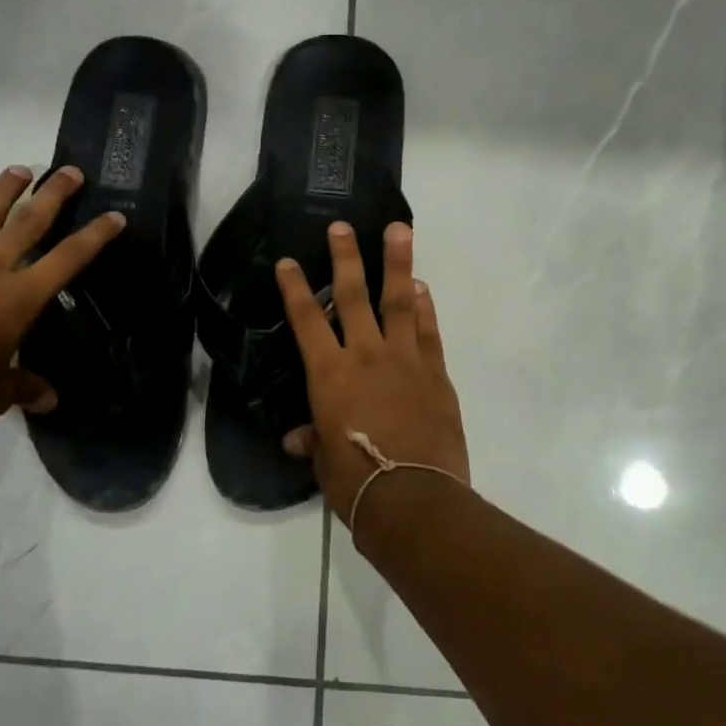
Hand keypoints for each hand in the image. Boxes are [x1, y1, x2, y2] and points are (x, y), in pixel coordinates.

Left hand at [0, 165, 123, 435]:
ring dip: (3, 191)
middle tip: (70, 171)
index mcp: (20, 298)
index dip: (96, 235)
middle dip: (54, 193)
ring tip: (18, 170)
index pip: (69, 258)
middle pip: (29, 221)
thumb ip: (23, 387)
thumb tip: (49, 400)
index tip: (114, 216)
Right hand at [276, 222, 468, 522]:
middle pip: (353, 296)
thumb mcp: (325, 462)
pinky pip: (428, 331)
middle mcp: (366, 356)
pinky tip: (422, 288)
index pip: (306, 321)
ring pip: (399, 301)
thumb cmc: (357, 482)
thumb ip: (314, 440)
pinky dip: (425, 308)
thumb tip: (297, 438)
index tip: (289, 261)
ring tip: (400, 229)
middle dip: (346, 258)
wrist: (414, 498)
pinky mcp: (436, 373)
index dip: (295, 289)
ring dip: (397, 263)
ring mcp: (405, 360)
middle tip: (343, 226)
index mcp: (330, 375)